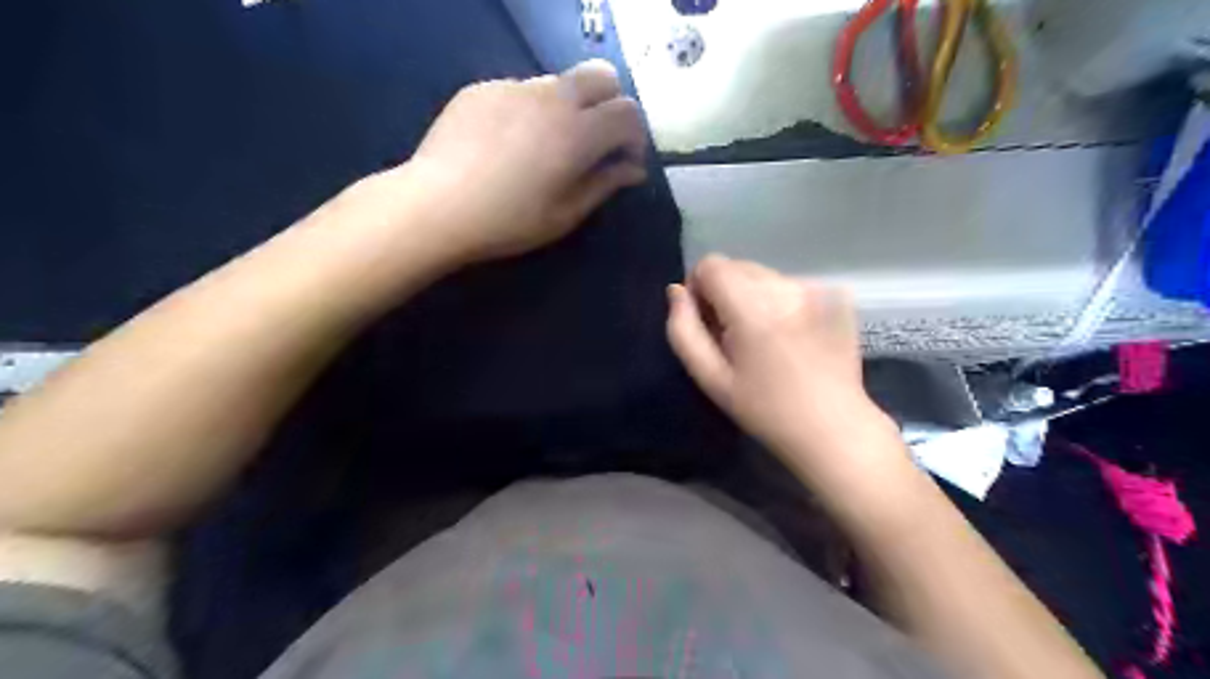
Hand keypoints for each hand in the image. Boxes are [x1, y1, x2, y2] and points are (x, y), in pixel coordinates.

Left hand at [403, 59, 653, 263]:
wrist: (436, 206)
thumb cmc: (508, 221)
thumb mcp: (565, 214)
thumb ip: (605, 184)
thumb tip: (633, 169)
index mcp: (578, 132)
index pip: (628, 112)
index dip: (634, 136)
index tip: (624, 162)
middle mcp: (552, 97)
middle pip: (602, 75)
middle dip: (611, 104)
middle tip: (597, 141)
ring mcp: (514, 86)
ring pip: (560, 81)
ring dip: (571, 106)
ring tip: (548, 145)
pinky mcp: (483, 87)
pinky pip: (521, 89)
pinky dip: (531, 109)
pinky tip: (509, 143)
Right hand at [667, 254, 890, 467]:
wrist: (833, 428)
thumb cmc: (765, 409)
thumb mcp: (711, 378)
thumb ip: (684, 331)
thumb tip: (677, 292)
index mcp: (752, 307)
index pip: (711, 265)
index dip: (699, 288)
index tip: (706, 322)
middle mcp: (784, 288)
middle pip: (737, 265)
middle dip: (724, 291)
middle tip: (731, 336)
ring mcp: (813, 290)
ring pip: (763, 274)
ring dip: (751, 295)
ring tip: (762, 338)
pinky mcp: (834, 297)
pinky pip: (789, 285)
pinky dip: (778, 301)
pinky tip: (788, 337)